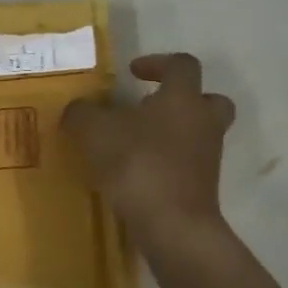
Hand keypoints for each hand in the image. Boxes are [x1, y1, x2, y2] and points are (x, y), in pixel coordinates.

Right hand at [62, 53, 235, 238]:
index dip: (158, 63)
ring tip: (136, 141)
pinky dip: (168, 162)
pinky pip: (188, 163)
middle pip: (209, 99)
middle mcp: (203, 122)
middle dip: (183, 99)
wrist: (172, 224)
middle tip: (151, 106)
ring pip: (199, 133)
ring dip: (174, 132)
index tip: (132, 73)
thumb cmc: (137, 163)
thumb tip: (78, 109)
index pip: (182, 65)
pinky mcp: (202, 187)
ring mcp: (207, 157)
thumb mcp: (94, 131)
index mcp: (182, 98)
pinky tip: (138, 171)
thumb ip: (82, 113)